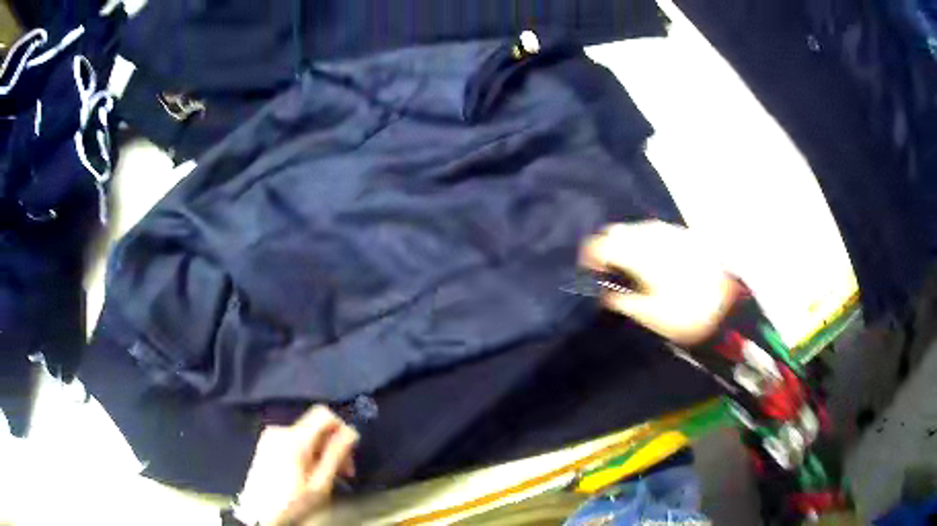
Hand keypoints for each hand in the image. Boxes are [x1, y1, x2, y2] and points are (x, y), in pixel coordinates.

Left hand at [239, 406, 358, 525]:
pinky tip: (308, 473)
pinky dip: (306, 452)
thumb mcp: (320, 484)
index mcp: (294, 438)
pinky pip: (294, 440)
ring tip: (325, 476)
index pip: (324, 414)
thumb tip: (351, 432)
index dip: (341, 428)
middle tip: (344, 472)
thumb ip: (336, 454)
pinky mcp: (266, 443)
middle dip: (333, 445)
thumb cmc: (292, 501)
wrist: (259, 512)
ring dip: (321, 452)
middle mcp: (280, 429)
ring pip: (306, 434)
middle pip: (316, 426)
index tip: (348, 452)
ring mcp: (270, 436)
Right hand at [579, 221, 735, 345]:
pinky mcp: (683, 234)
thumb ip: (621, 299)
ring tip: (631, 266)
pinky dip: (644, 240)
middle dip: (606, 247)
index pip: (601, 244)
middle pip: (616, 230)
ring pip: (635, 227)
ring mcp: (669, 231)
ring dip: (626, 242)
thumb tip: (604, 291)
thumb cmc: (685, 315)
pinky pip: (654, 230)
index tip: (589, 272)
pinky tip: (652, 258)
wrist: (727, 306)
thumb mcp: (648, 315)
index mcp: (639, 255)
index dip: (589, 256)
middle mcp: (652, 236)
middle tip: (608, 271)